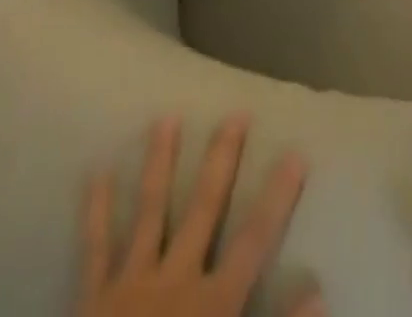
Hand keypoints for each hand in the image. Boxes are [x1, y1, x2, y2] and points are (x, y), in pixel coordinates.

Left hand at [81, 115, 319, 316]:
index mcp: (212, 304)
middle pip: (203, 209)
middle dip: (221, 160)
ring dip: (160, 163)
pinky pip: (94, 250)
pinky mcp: (92, 299)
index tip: (296, 152)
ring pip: (149, 212)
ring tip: (166, 118)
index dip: (277, 197)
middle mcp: (174, 280)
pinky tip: (96, 173)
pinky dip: (95, 211)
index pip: (254, 240)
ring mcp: (130, 284)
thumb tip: (320, 293)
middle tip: (235, 114)